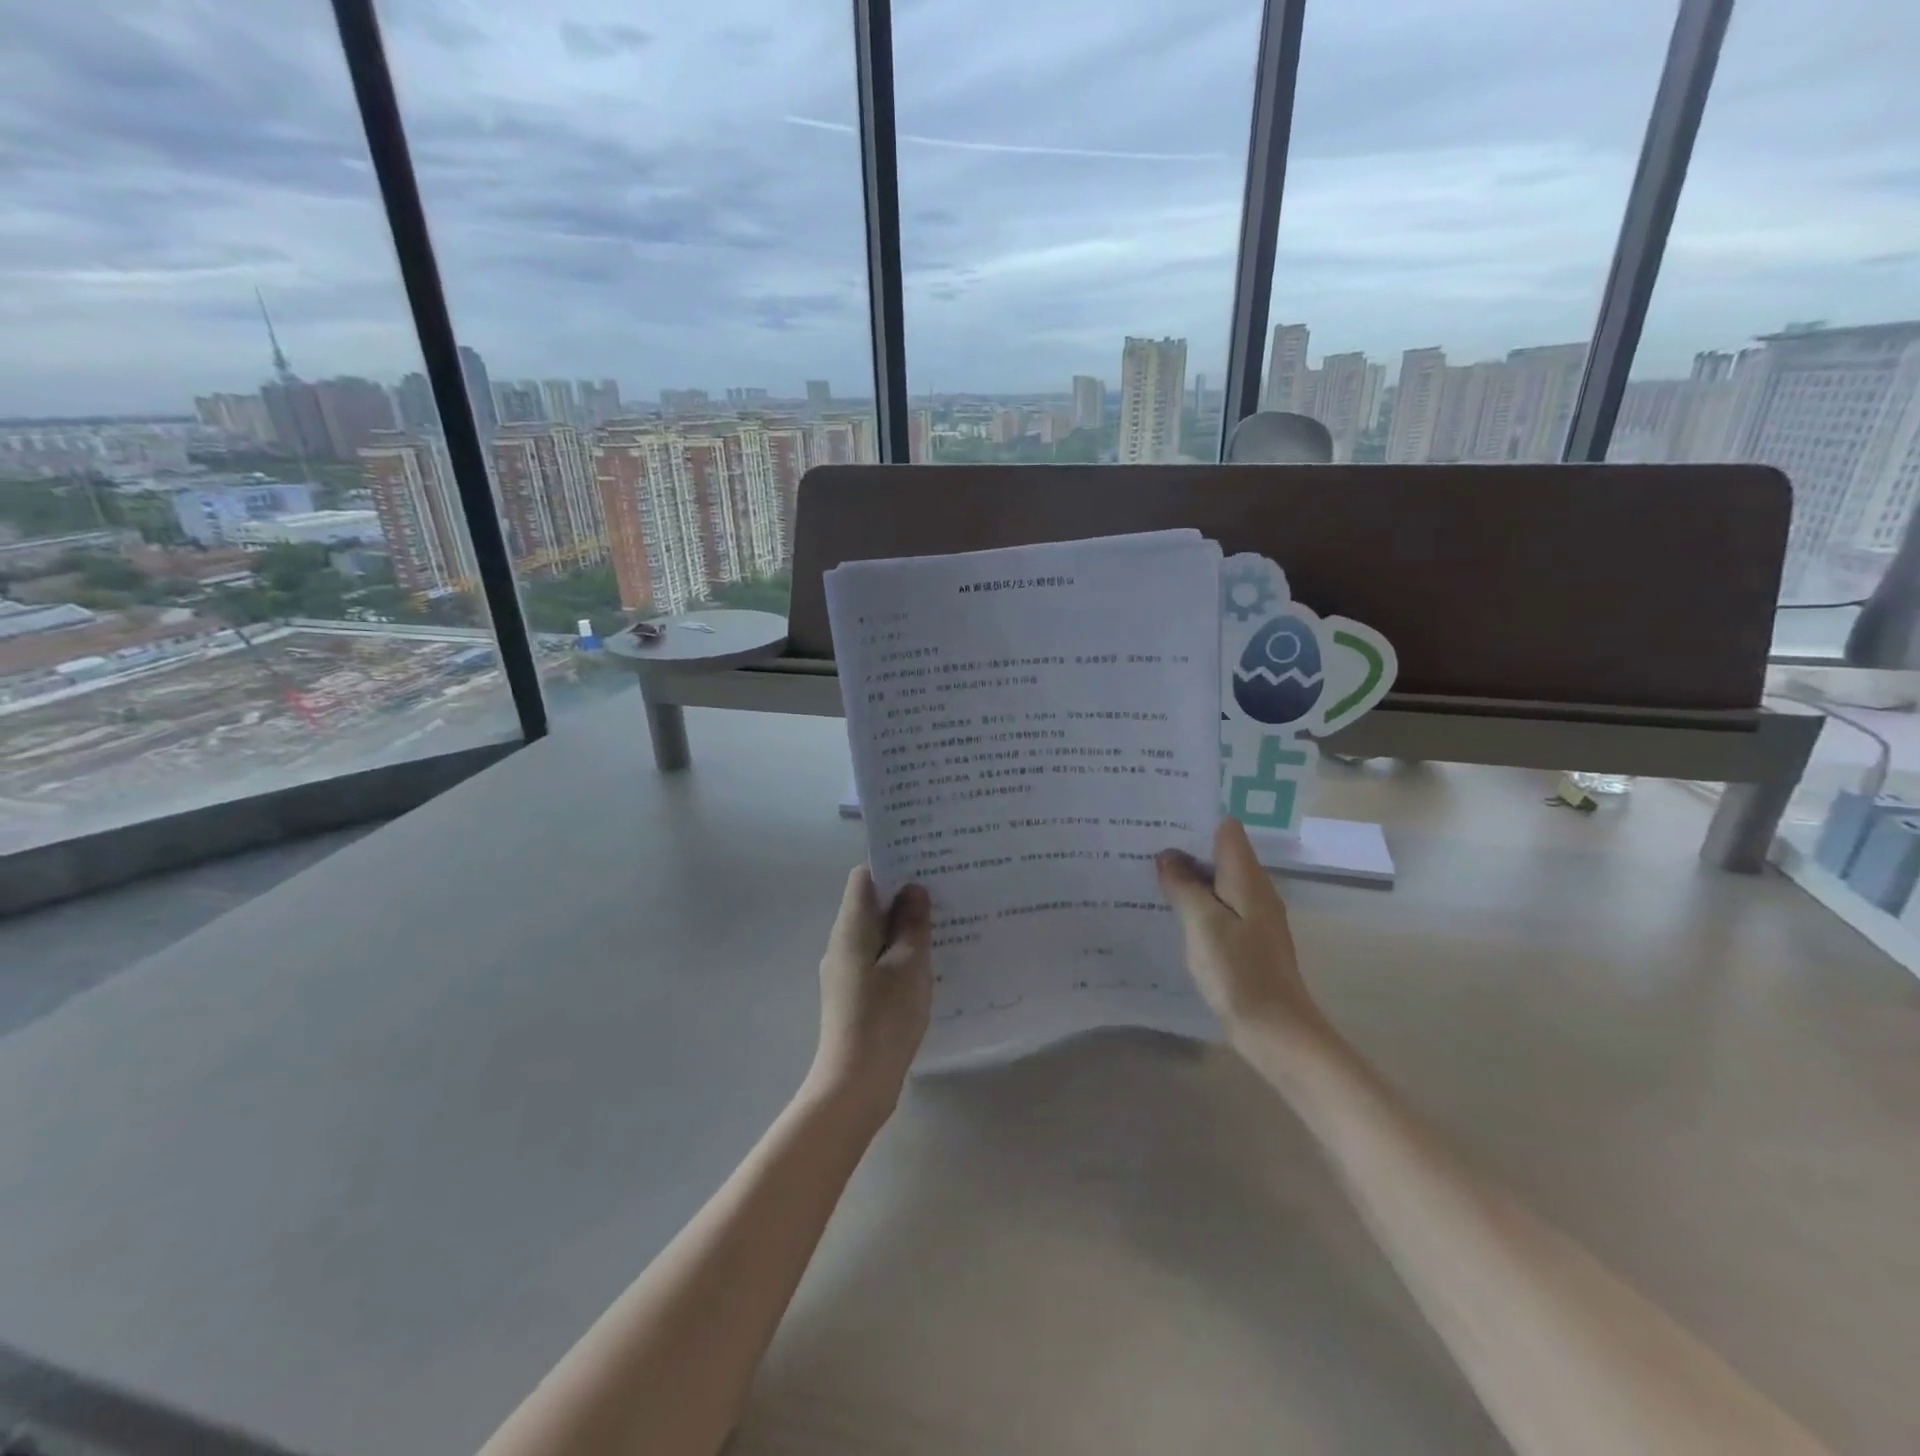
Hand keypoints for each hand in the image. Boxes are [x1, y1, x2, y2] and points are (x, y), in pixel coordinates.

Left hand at [810, 867, 932, 1125]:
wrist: (854, 1084)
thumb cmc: (884, 1017)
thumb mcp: (909, 964)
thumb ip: (912, 924)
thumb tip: (912, 890)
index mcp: (851, 928)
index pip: (864, 877)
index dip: (892, 865)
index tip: (925, 865)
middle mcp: (842, 943)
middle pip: (870, 905)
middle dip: (904, 896)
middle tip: (944, 893)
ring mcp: (845, 971)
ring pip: (876, 934)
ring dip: (904, 928)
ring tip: (944, 925)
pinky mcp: (854, 995)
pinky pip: (877, 960)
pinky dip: (899, 955)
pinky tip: (928, 965)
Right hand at [1156, 818, 1329, 1051]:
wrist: (1277, 1032)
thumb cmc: (1239, 972)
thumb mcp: (1202, 923)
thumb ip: (1183, 885)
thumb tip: (1168, 856)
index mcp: (1248, 878)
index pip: (1226, 829)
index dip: (1195, 820)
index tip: (1160, 821)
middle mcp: (1256, 890)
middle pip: (1220, 854)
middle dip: (1185, 849)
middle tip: (1142, 847)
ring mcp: (1254, 918)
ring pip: (1217, 883)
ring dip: (1188, 878)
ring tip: (1148, 875)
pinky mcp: (1247, 942)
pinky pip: (1219, 909)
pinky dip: (1196, 905)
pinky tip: (1170, 914)